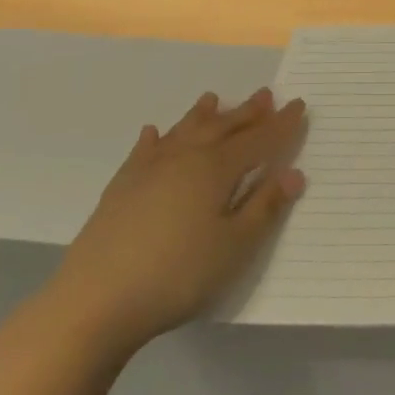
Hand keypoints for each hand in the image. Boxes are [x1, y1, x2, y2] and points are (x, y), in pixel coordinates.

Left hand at [42, 88, 306, 358]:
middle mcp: (183, 158)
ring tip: (213, 98)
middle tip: (266, 94)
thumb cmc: (178, 274)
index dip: (281, 124)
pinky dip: (155, 138)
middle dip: (247, 112)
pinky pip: (144, 150)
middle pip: (222, 128)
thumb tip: (293, 173)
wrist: (96, 300)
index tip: (299, 104)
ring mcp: (148, 170)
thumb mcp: (235, 246)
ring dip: (203, 115)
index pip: (258, 140)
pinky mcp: (121, 188)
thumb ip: (265, 206)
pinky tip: (154, 132)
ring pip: (183, 131)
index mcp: (215, 169)